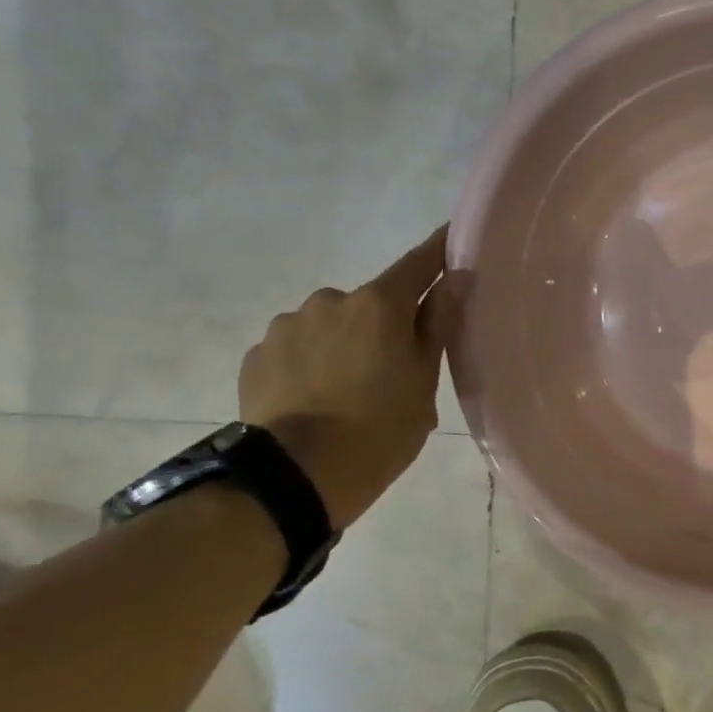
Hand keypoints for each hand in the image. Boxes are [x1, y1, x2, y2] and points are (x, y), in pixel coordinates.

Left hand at [238, 226, 467, 529]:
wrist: (296, 475)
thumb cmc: (381, 428)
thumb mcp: (424, 380)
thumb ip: (437, 325)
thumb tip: (455, 279)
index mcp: (379, 304)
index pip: (418, 264)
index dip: (439, 251)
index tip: (453, 235)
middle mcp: (330, 300)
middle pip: (371, 303)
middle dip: (383, 324)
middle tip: (393, 368)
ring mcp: (287, 325)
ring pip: (330, 326)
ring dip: (343, 344)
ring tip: (347, 391)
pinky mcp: (257, 354)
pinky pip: (297, 349)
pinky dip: (311, 363)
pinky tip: (316, 399)